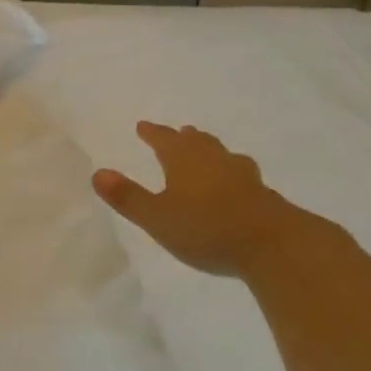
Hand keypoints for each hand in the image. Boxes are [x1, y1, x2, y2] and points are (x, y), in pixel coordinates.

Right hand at [93, 122, 342, 278]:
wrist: (272, 244)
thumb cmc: (206, 228)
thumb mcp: (158, 217)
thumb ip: (128, 197)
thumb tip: (98, 173)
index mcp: (185, 160)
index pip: (164, 140)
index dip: (153, 133)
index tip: (143, 126)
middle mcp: (214, 160)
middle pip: (196, 141)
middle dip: (183, 137)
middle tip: (178, 132)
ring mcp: (242, 175)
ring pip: (221, 154)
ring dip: (210, 149)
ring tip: (206, 150)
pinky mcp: (262, 193)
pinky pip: (240, 172)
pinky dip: (230, 171)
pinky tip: (236, 182)